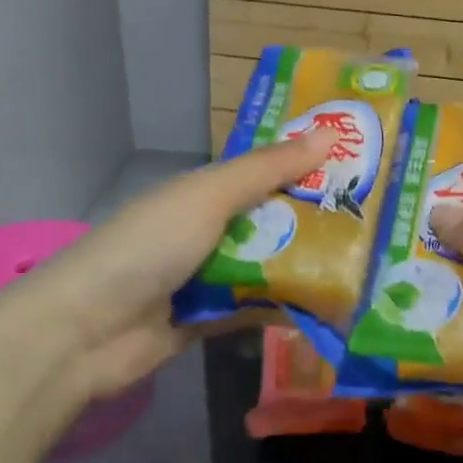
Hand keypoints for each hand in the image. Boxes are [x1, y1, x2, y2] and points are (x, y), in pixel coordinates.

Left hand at [0, 130, 333, 404]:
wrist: (84, 331)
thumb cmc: (148, 247)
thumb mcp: (209, 196)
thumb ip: (268, 168)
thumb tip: (330, 131)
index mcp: (204, 194)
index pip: (267, 174)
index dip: (310, 169)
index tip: (362, 169)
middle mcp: (208, 231)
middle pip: (273, 223)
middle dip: (318, 223)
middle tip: (377, 225)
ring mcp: (207, 278)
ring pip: (269, 267)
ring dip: (306, 268)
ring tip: (366, 268)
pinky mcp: (208, 320)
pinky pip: (255, 308)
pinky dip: (285, 308)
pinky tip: (328, 308)